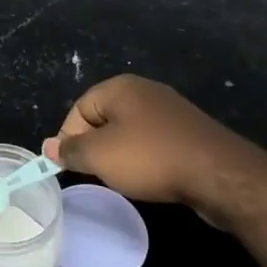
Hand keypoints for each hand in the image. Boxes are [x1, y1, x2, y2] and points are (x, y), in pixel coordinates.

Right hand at [41, 75, 249, 206]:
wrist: (218, 174)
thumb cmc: (150, 158)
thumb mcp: (100, 156)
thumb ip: (71, 150)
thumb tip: (48, 146)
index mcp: (120, 87)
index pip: (79, 108)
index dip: (69, 138)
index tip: (71, 167)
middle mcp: (144, 91)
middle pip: (104, 118)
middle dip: (95, 146)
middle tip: (96, 174)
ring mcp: (169, 110)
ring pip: (129, 131)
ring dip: (120, 154)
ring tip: (122, 179)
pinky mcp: (188, 131)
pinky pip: (153, 141)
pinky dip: (145, 158)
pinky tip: (150, 177)